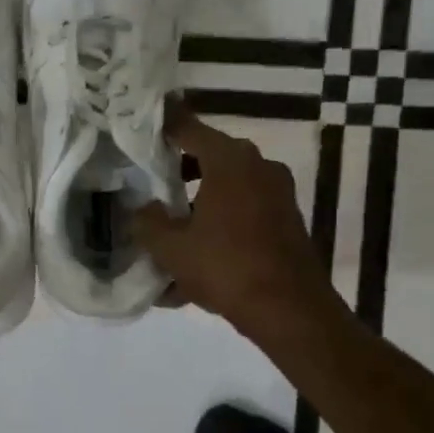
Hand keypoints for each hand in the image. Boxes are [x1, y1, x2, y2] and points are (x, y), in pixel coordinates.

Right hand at [135, 100, 346, 341]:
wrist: (290, 310)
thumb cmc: (225, 267)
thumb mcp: (171, 247)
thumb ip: (148, 222)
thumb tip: (144, 209)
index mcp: (230, 162)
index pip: (188, 129)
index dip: (163, 125)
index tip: (143, 121)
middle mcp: (259, 168)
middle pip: (210, 158)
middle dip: (179, 171)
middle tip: (150, 182)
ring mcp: (278, 195)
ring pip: (227, 189)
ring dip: (198, 203)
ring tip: (169, 230)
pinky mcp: (286, 222)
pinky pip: (242, 214)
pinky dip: (218, 227)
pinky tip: (194, 260)